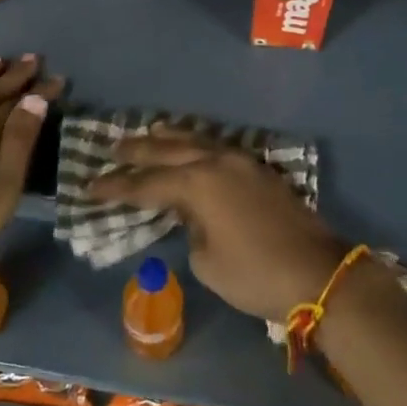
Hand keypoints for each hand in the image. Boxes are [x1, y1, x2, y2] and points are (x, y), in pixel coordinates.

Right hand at [90, 127, 344, 322]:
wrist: (316, 272)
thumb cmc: (254, 274)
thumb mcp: (207, 260)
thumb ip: (190, 227)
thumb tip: (192, 213)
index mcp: (198, 183)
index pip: (147, 183)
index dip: (117, 186)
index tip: (90, 185)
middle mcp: (217, 162)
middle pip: (170, 150)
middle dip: (139, 150)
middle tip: (113, 147)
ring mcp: (242, 162)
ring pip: (199, 140)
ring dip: (171, 136)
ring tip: (150, 131)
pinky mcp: (259, 170)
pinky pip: (219, 147)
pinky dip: (199, 143)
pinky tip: (193, 145)